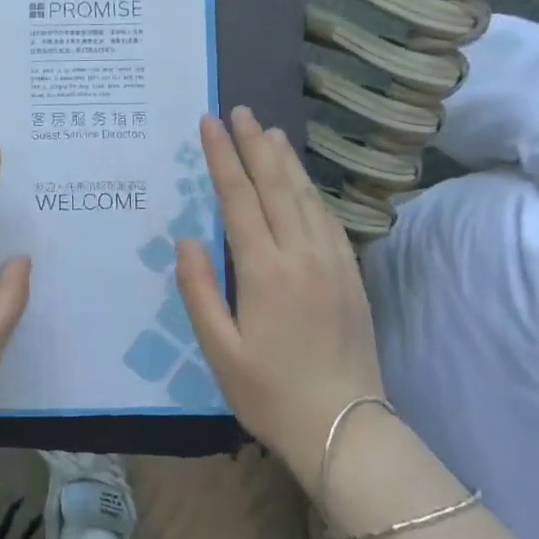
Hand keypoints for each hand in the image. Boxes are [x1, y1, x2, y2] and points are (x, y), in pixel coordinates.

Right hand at [176, 107, 384, 486]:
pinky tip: (302, 182)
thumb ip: (198, 290)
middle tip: (239, 110)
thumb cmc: (270, 393)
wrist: (346, 428)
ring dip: (285, 160)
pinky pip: (327, 218)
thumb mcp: (219, 349)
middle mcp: (302, 255)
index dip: (222, 158)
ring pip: (306, 196)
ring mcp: (332, 262)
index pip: (239, 199)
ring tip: (268, 131)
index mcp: (265, 270)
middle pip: (276, 186)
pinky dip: (310, 190)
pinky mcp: (350, 275)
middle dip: (254, 145)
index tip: (210, 124)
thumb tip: (188, 238)